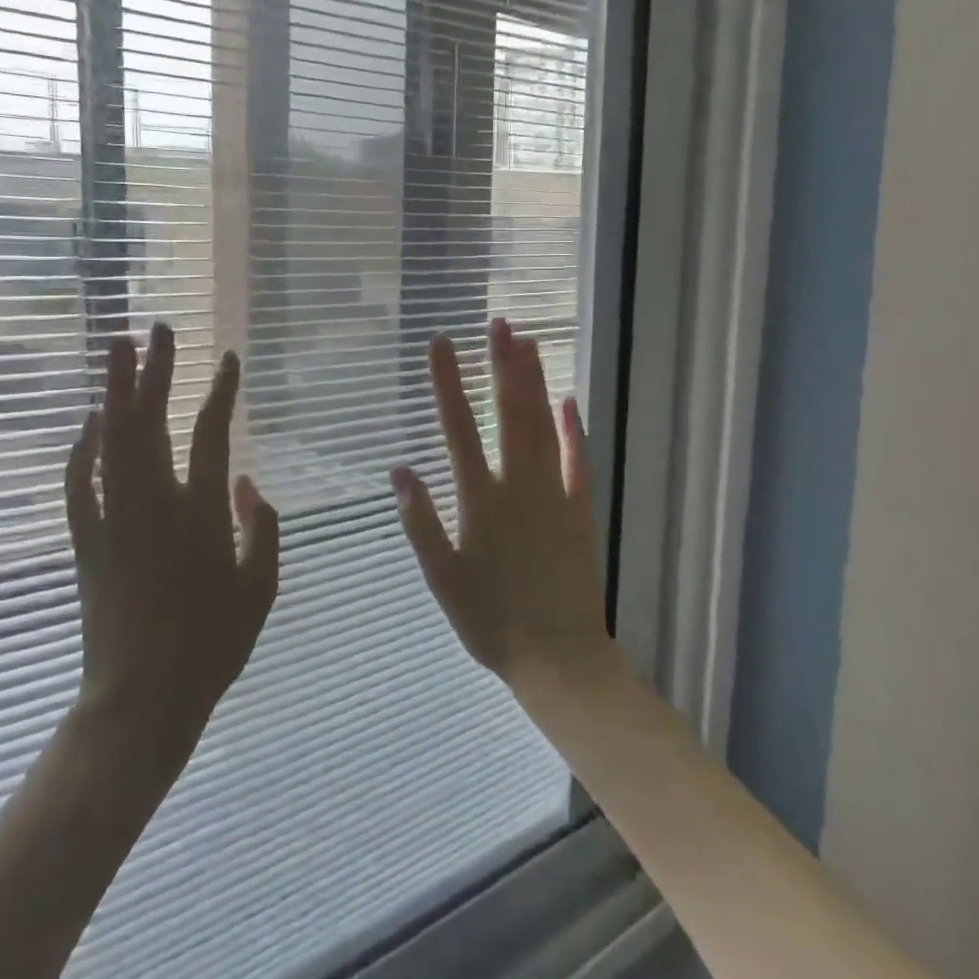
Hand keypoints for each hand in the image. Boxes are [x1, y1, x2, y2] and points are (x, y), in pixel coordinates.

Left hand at [63, 324, 279, 772]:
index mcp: (203, 514)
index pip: (213, 434)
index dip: (221, 391)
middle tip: (158, 329)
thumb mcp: (261, 589)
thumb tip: (250, 484)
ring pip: (112, 440)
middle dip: (156, 371)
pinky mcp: (86, 541)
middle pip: (151, 422)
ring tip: (118, 348)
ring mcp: (115, 519)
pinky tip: (88, 421)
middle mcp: (156, 504)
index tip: (228, 358)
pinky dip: (82, 447)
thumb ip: (263, 529)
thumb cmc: (212, 645)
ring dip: (115, 390)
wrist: (142, 697)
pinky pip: (80, 482)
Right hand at [391, 318, 612, 686]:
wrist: (557, 655)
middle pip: (509, 414)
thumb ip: (421, 523)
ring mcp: (553, 494)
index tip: (441, 344)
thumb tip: (400, 469)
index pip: (458, 429)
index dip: (448, 384)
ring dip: (535, 383)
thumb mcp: (441, 579)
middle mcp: (518, 486)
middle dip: (501, 366)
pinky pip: (577, 460)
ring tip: (529, 342)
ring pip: (543, 427)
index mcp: (479, 500)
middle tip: (500, 323)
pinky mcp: (579, 509)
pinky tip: (568, 400)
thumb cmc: (490, 620)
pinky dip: (573, 429)